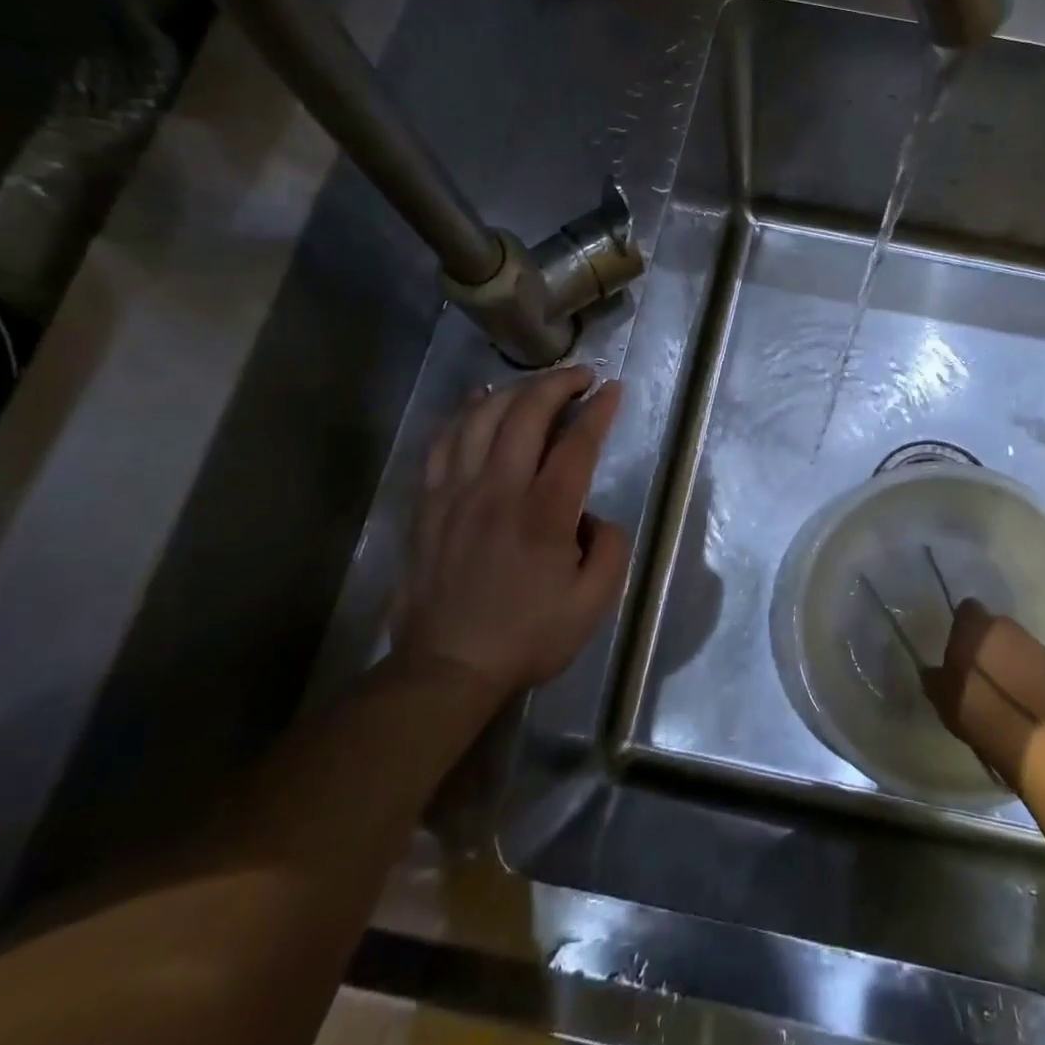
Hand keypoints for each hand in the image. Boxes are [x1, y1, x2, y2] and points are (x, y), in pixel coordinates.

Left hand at [396, 367, 628, 697]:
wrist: (447, 668)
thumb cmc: (527, 637)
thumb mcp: (593, 604)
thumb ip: (612, 550)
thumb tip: (596, 517)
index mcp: (543, 514)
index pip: (576, 444)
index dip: (599, 411)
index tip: (613, 389)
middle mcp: (499, 491)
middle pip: (526, 414)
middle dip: (558, 383)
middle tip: (582, 376)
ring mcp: (457, 493)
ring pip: (481, 418)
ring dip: (514, 391)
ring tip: (538, 386)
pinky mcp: (430, 504)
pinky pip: (443, 442)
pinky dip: (464, 413)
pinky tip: (479, 401)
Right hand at [924, 601, 1044, 786]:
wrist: (1029, 739)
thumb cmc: (977, 709)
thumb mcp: (941, 696)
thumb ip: (934, 676)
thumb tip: (932, 671)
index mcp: (977, 626)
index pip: (967, 608)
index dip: (962, 624)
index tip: (958, 643)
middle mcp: (1008, 628)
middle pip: (995, 626)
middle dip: (988, 640)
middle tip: (979, 665)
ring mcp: (1036, 648)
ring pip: (1018, 644)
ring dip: (1010, 657)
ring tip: (1003, 683)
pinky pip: (1037, 666)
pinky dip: (1030, 675)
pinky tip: (1023, 696)